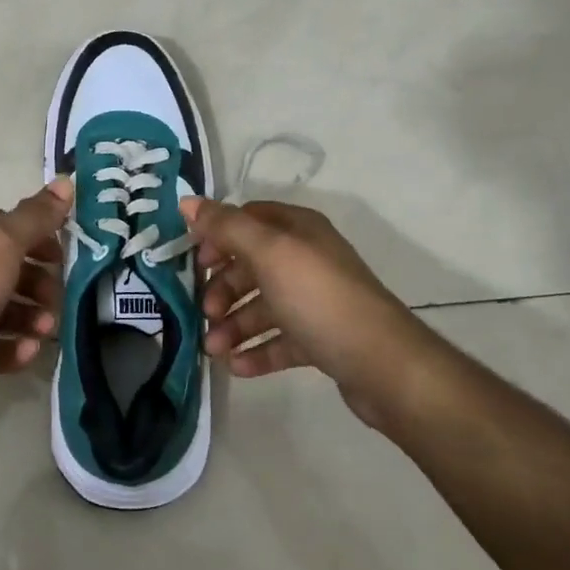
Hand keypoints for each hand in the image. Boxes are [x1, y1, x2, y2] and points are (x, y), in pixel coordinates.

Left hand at [0, 179, 72, 427]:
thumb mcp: (3, 242)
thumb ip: (36, 216)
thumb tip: (66, 180)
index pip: (7, 228)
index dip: (39, 238)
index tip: (65, 258)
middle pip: (8, 271)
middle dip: (39, 285)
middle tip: (57, 302)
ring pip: (2, 311)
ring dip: (31, 319)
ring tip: (45, 332)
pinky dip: (12, 349)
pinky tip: (28, 353)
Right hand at [182, 198, 443, 430]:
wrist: (383, 365)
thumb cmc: (319, 298)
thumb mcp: (268, 253)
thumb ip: (226, 227)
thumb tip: (186, 201)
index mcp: (299, 230)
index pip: (248, 220)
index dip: (218, 236)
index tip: (195, 262)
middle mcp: (308, 259)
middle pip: (251, 266)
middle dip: (223, 289)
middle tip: (206, 313)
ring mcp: (316, 301)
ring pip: (263, 306)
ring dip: (234, 325)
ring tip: (215, 350)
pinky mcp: (322, 338)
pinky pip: (280, 339)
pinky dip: (257, 350)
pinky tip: (237, 367)